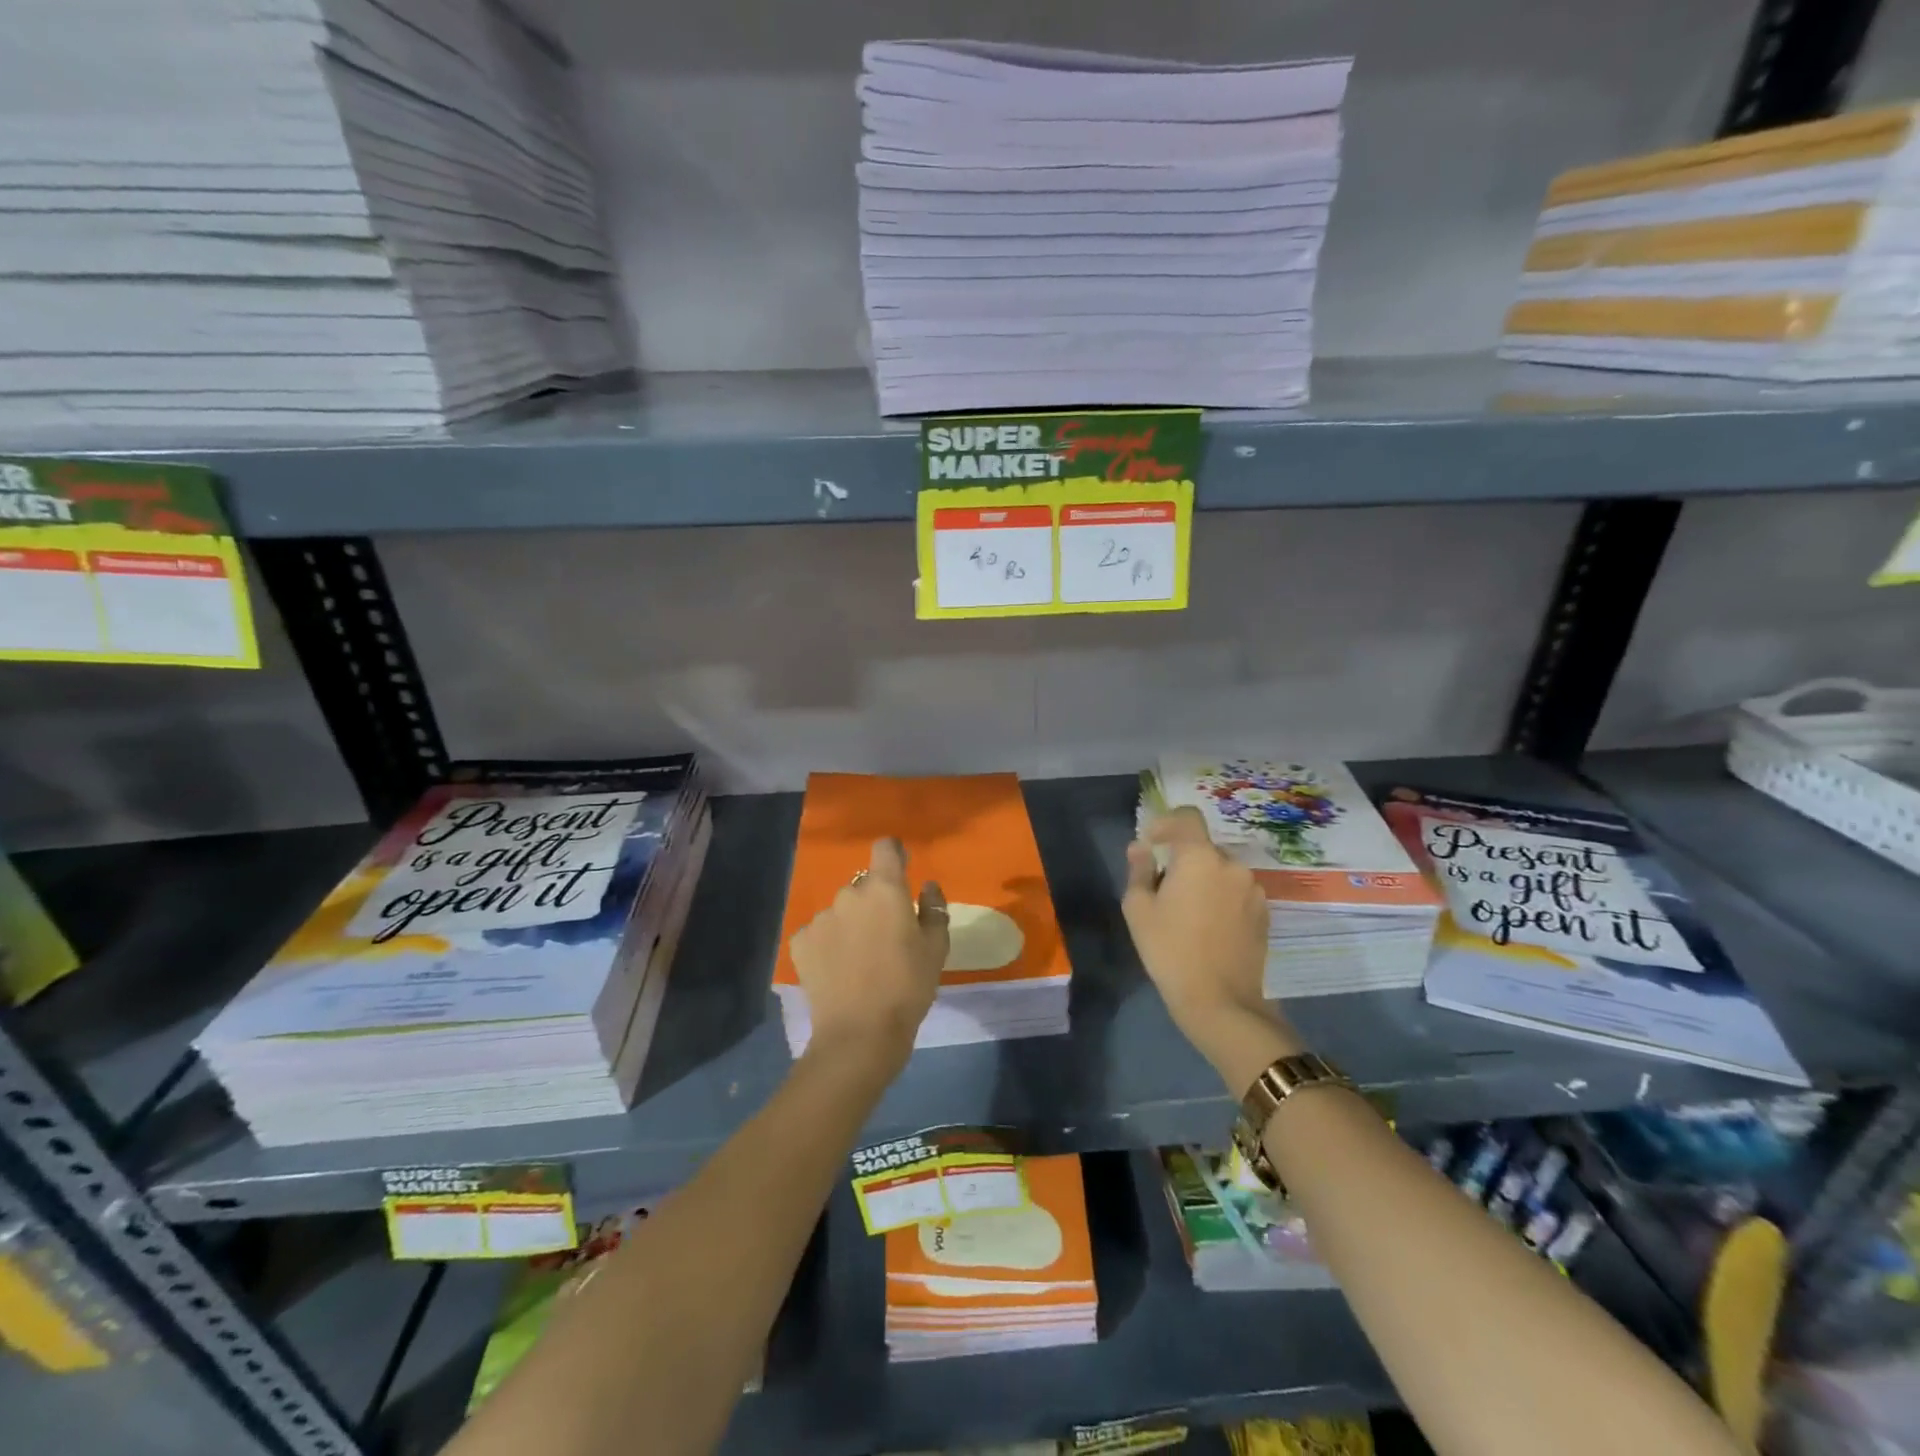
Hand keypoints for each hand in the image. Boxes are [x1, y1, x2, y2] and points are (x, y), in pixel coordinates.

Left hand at [788, 837, 947, 1073]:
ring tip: (860, 959)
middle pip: (864, 885)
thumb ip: (934, 908)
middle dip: (875, 902)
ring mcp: (820, 917)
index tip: (902, 869)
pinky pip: (819, 933)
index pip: (885, 848)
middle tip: (887, 935)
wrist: (860, 1034)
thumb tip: (926, 886)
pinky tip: (838, 970)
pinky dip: (829, 944)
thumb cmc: (907, 987)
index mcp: (885, 889)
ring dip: (851, 923)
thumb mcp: (936, 949)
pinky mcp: (800, 942)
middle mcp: (849, 894)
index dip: (894, 855)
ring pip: (841, 910)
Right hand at [1123, 807, 1300, 1087]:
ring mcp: (1254, 889)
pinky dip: (1222, 899)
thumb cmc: (1170, 949)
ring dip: (1205, 881)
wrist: (1220, 1000)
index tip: (1152, 844)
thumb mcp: (1138, 909)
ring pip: (1222, 872)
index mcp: (1200, 857)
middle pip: (1203, 848)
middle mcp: (1232, 865)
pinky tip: (1210, 928)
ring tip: (1189, 914)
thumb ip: (1139, 870)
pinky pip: (1237, 892)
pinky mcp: (1265, 913)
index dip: (1167, 823)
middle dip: (1184, 861)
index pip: (1187, 817)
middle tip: (1165, 890)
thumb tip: (1140, 848)